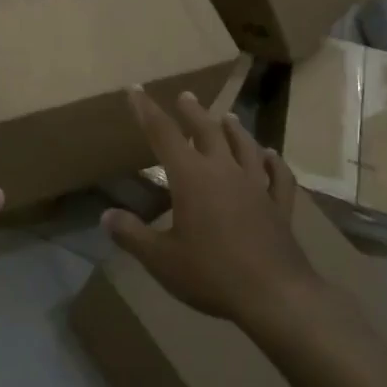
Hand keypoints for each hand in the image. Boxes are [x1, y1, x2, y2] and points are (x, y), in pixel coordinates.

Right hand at [101, 87, 318, 325]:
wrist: (275, 296)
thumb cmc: (211, 273)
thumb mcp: (160, 259)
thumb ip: (132, 234)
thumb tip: (107, 215)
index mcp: (191, 178)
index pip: (163, 134)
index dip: (147, 111)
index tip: (136, 90)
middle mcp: (224, 172)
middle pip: (207, 132)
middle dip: (192, 112)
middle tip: (185, 96)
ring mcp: (256, 188)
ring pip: (244, 147)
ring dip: (233, 129)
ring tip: (226, 116)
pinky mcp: (279, 207)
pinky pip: (278, 176)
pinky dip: (273, 162)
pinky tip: (271, 155)